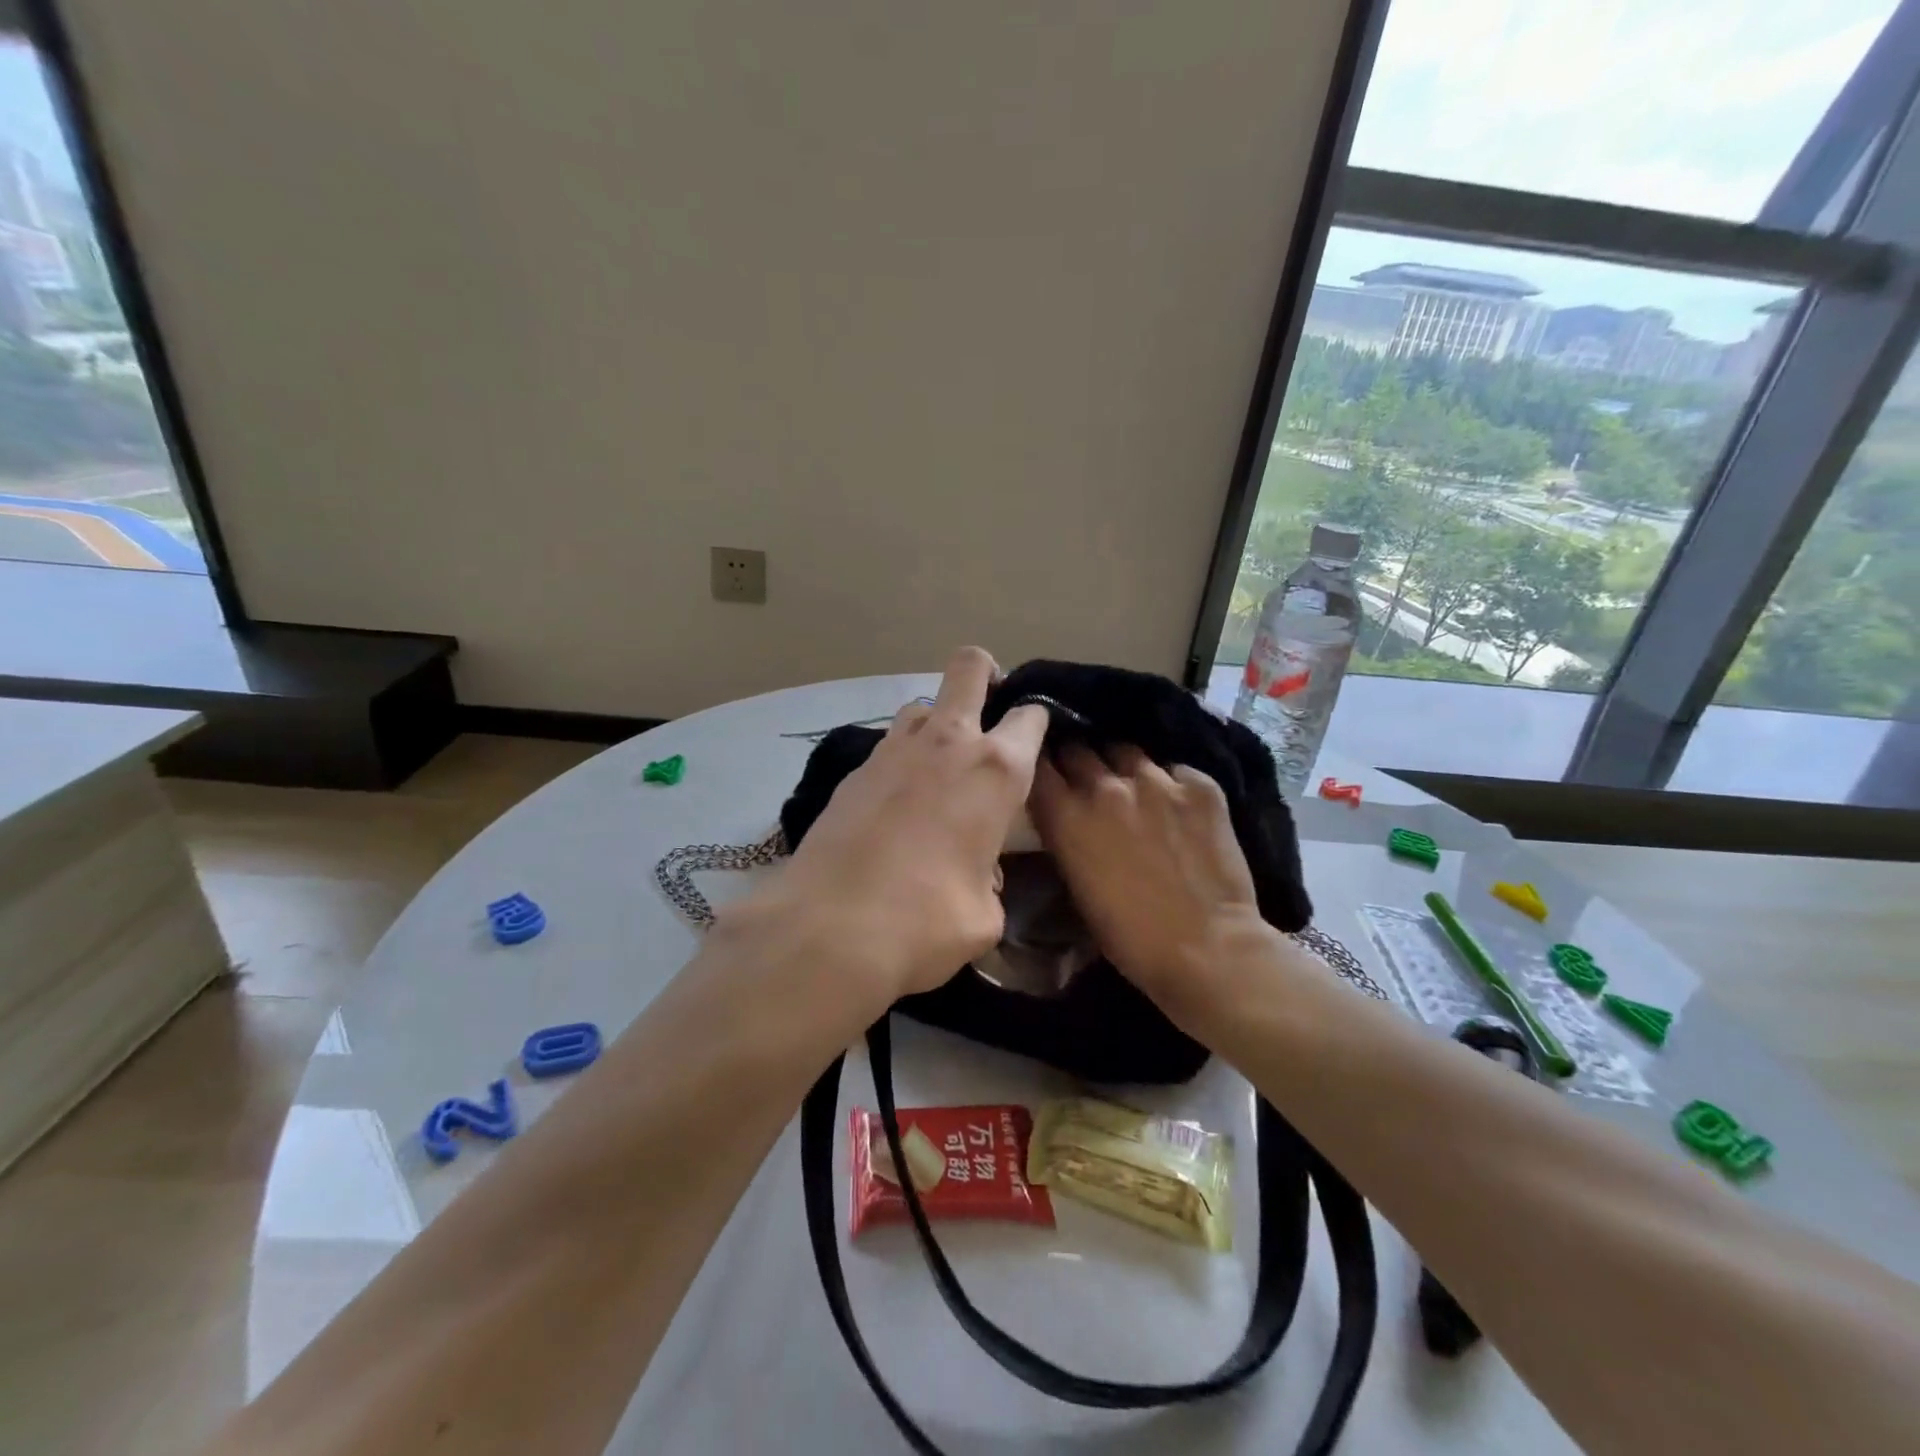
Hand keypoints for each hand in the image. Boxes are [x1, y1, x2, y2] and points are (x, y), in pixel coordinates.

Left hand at [725, 647, 1048, 1014]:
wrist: (829, 931)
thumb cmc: (927, 922)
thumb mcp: (984, 915)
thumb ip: (988, 880)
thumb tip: (974, 873)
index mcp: (995, 770)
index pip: (1030, 717)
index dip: (1038, 721)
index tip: (1035, 741)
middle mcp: (946, 743)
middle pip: (969, 668)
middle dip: (986, 673)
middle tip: (990, 708)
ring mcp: (892, 750)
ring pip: (922, 705)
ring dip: (938, 723)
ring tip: (939, 767)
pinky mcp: (852, 771)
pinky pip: (888, 747)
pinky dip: (902, 762)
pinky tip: (896, 805)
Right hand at [1029, 743, 1279, 1021]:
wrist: (1208, 950)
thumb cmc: (1130, 937)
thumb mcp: (1076, 885)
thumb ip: (1065, 837)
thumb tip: (1065, 816)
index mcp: (1066, 815)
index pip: (1037, 764)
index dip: (1039, 766)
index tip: (1043, 773)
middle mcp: (1105, 786)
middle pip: (1078, 749)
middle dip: (1077, 763)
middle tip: (1086, 782)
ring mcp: (1156, 781)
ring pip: (1125, 751)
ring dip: (1122, 768)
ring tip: (1133, 789)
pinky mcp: (1199, 785)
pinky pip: (1174, 770)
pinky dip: (1170, 784)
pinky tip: (1178, 809)